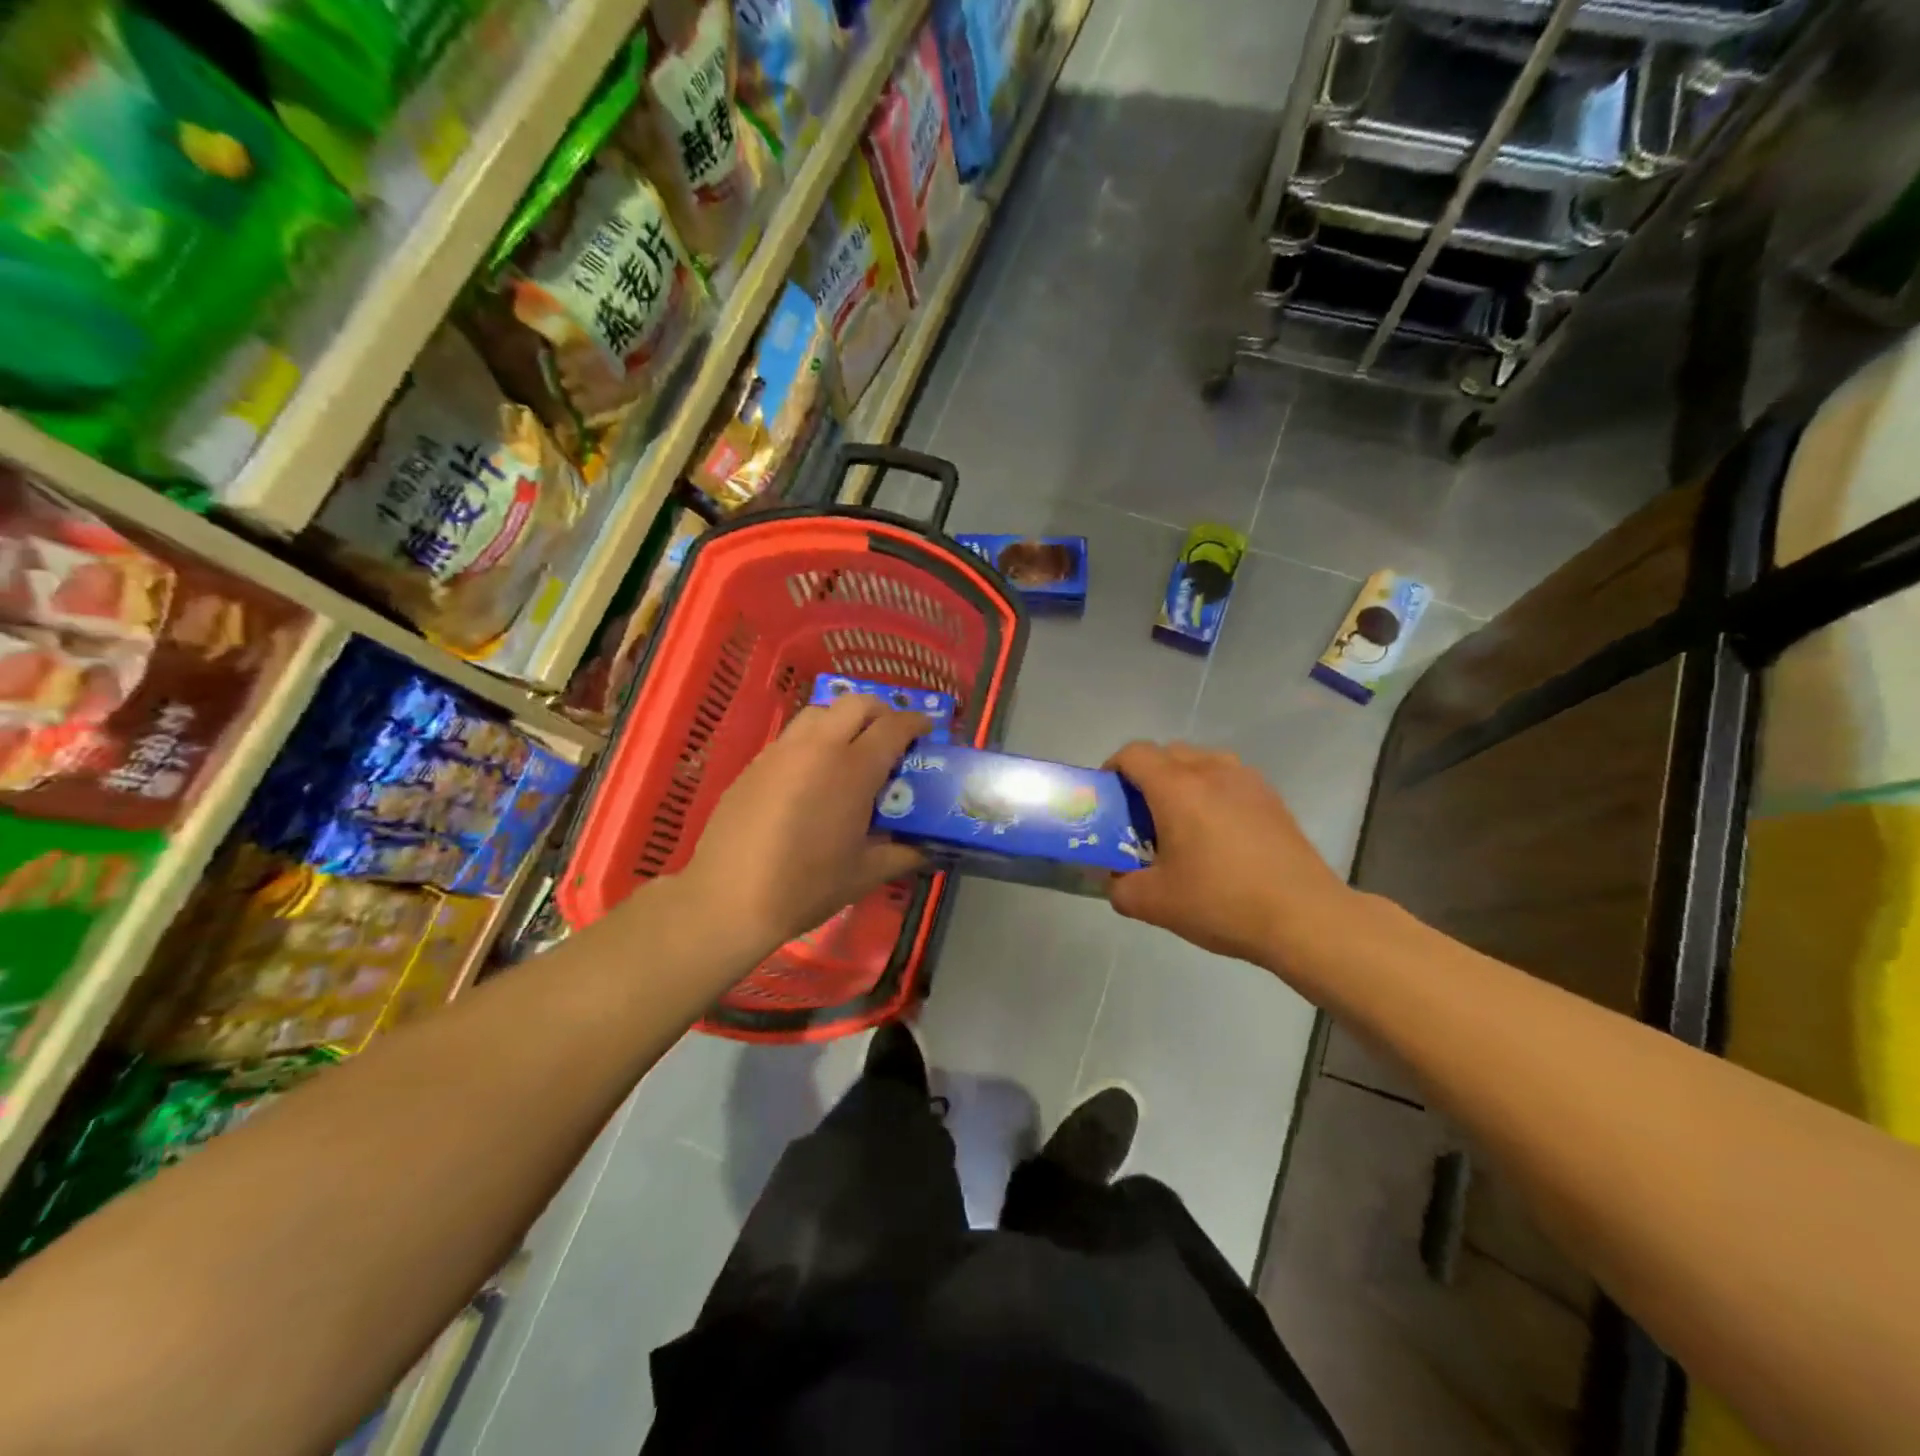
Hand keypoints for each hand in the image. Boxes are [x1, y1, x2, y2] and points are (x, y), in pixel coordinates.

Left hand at [678, 695, 929, 958]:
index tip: (928, 731)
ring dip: (845, 718)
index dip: (916, 723)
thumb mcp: (864, 874)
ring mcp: (783, 750)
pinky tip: (814, 772)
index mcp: (853, 770)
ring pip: (821, 711)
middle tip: (892, 735)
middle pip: (857, 703)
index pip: (894, 727)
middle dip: (882, 711)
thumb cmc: (805, 887)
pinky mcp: (756, 762)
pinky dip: (815, 738)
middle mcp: (819, 747)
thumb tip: (926, 849)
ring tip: (852, 748)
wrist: (729, 898)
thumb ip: (902, 854)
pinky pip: (794, 734)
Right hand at [1105, 741, 1352, 969]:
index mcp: (1177, 788)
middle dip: (1145, 776)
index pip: (1134, 754)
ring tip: (1181, 822)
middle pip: (1166, 753)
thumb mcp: (1155, 904)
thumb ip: (1119, 887)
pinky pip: (1228, 778)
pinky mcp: (1271, 797)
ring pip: (1200, 762)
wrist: (1304, 916)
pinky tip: (1218, 835)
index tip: (1109, 799)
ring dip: (1181, 780)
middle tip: (1141, 817)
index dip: (1113, 769)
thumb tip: (1114, 879)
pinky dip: (1211, 792)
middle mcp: (1211, 771)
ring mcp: (1246, 780)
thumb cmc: (1222, 902)